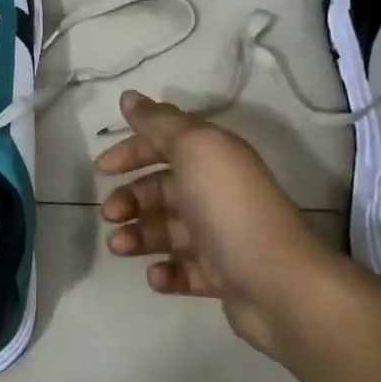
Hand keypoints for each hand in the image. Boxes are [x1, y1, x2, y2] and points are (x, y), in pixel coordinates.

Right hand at [94, 91, 342, 358]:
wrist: (279, 285)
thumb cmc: (229, 208)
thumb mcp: (193, 149)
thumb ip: (158, 122)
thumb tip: (129, 97)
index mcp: (214, 158)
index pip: (166, 144)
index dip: (132, 151)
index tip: (101, 168)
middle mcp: (218, 192)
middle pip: (163, 189)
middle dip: (131, 198)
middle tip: (110, 213)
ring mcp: (220, 236)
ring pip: (167, 230)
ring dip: (138, 235)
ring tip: (119, 246)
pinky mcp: (222, 276)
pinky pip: (184, 269)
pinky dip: (165, 271)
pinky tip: (156, 276)